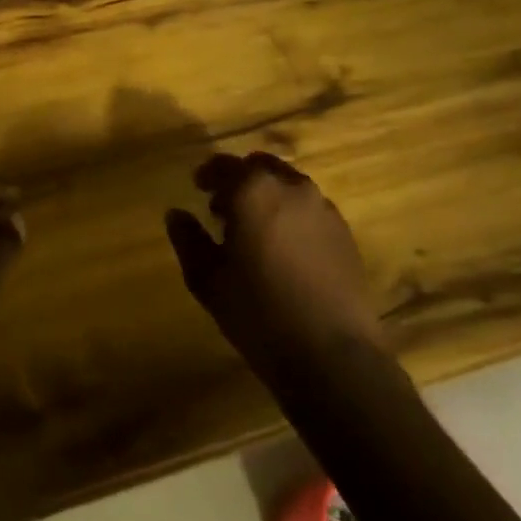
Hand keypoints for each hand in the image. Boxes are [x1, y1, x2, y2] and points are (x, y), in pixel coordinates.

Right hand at [163, 152, 387, 368]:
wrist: (332, 355)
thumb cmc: (258, 313)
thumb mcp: (207, 279)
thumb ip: (188, 239)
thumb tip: (176, 214)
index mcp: (253, 191)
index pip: (224, 165)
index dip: (207, 174)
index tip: (197, 188)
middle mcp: (292, 188)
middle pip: (261, 167)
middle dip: (240, 179)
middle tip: (223, 208)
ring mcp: (324, 209)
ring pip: (289, 186)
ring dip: (268, 196)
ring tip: (255, 231)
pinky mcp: (345, 233)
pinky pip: (310, 209)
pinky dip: (292, 215)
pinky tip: (284, 249)